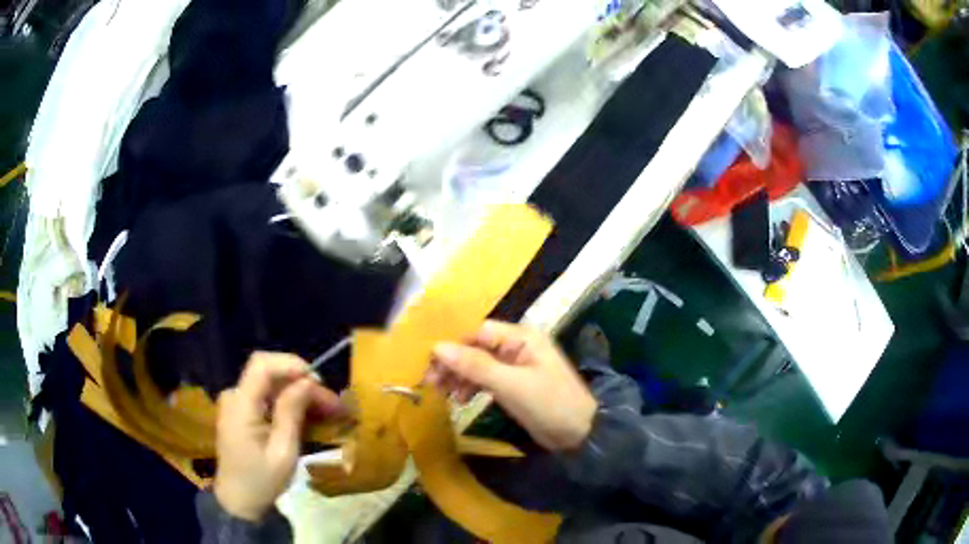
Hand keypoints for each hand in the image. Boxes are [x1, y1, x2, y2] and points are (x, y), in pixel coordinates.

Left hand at [214, 352, 343, 520]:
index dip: (291, 364)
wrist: (239, 501)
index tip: (319, 381)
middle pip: (269, 373)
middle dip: (302, 383)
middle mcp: (234, 396)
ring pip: (270, 385)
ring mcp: (236, 403)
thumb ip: (291, 413)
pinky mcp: (240, 412)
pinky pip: (266, 397)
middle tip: (333, 404)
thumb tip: (307, 382)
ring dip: (298, 394)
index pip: (262, 365)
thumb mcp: (283, 452)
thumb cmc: (262, 480)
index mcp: (240, 405)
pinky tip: (307, 416)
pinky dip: (288, 403)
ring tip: (327, 411)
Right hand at [428, 321, 596, 451]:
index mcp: (522, 338)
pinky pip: (487, 379)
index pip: (479, 333)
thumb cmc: (549, 404)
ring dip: (459, 376)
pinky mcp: (515, 385)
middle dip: (453, 363)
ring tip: (443, 394)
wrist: (580, 434)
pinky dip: (472, 387)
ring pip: (479, 364)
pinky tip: (460, 399)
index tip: (431, 364)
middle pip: (476, 348)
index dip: (454, 346)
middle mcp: (518, 347)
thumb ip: (475, 365)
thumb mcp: (511, 385)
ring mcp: (517, 366)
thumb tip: (437, 347)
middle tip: (430, 382)